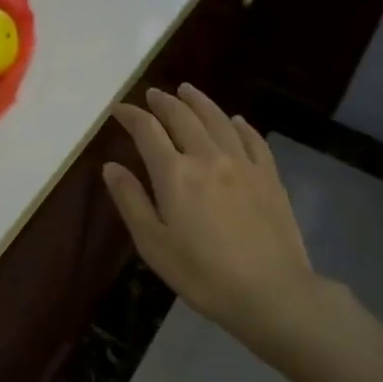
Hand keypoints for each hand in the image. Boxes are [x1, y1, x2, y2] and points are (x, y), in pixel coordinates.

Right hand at [102, 85, 314, 350]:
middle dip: (164, 102)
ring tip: (187, 90)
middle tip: (152, 94)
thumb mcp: (154, 244)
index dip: (131, 116)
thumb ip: (131, 201)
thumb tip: (111, 166)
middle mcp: (208, 157)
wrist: (271, 292)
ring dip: (199, 102)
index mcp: (175, 174)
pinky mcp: (269, 176)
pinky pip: (253, 139)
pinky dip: (240, 124)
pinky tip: (235, 120)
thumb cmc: (203, 274)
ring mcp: (243, 163)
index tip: (119, 110)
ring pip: (218, 120)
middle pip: (183, 117)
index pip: (147, 131)